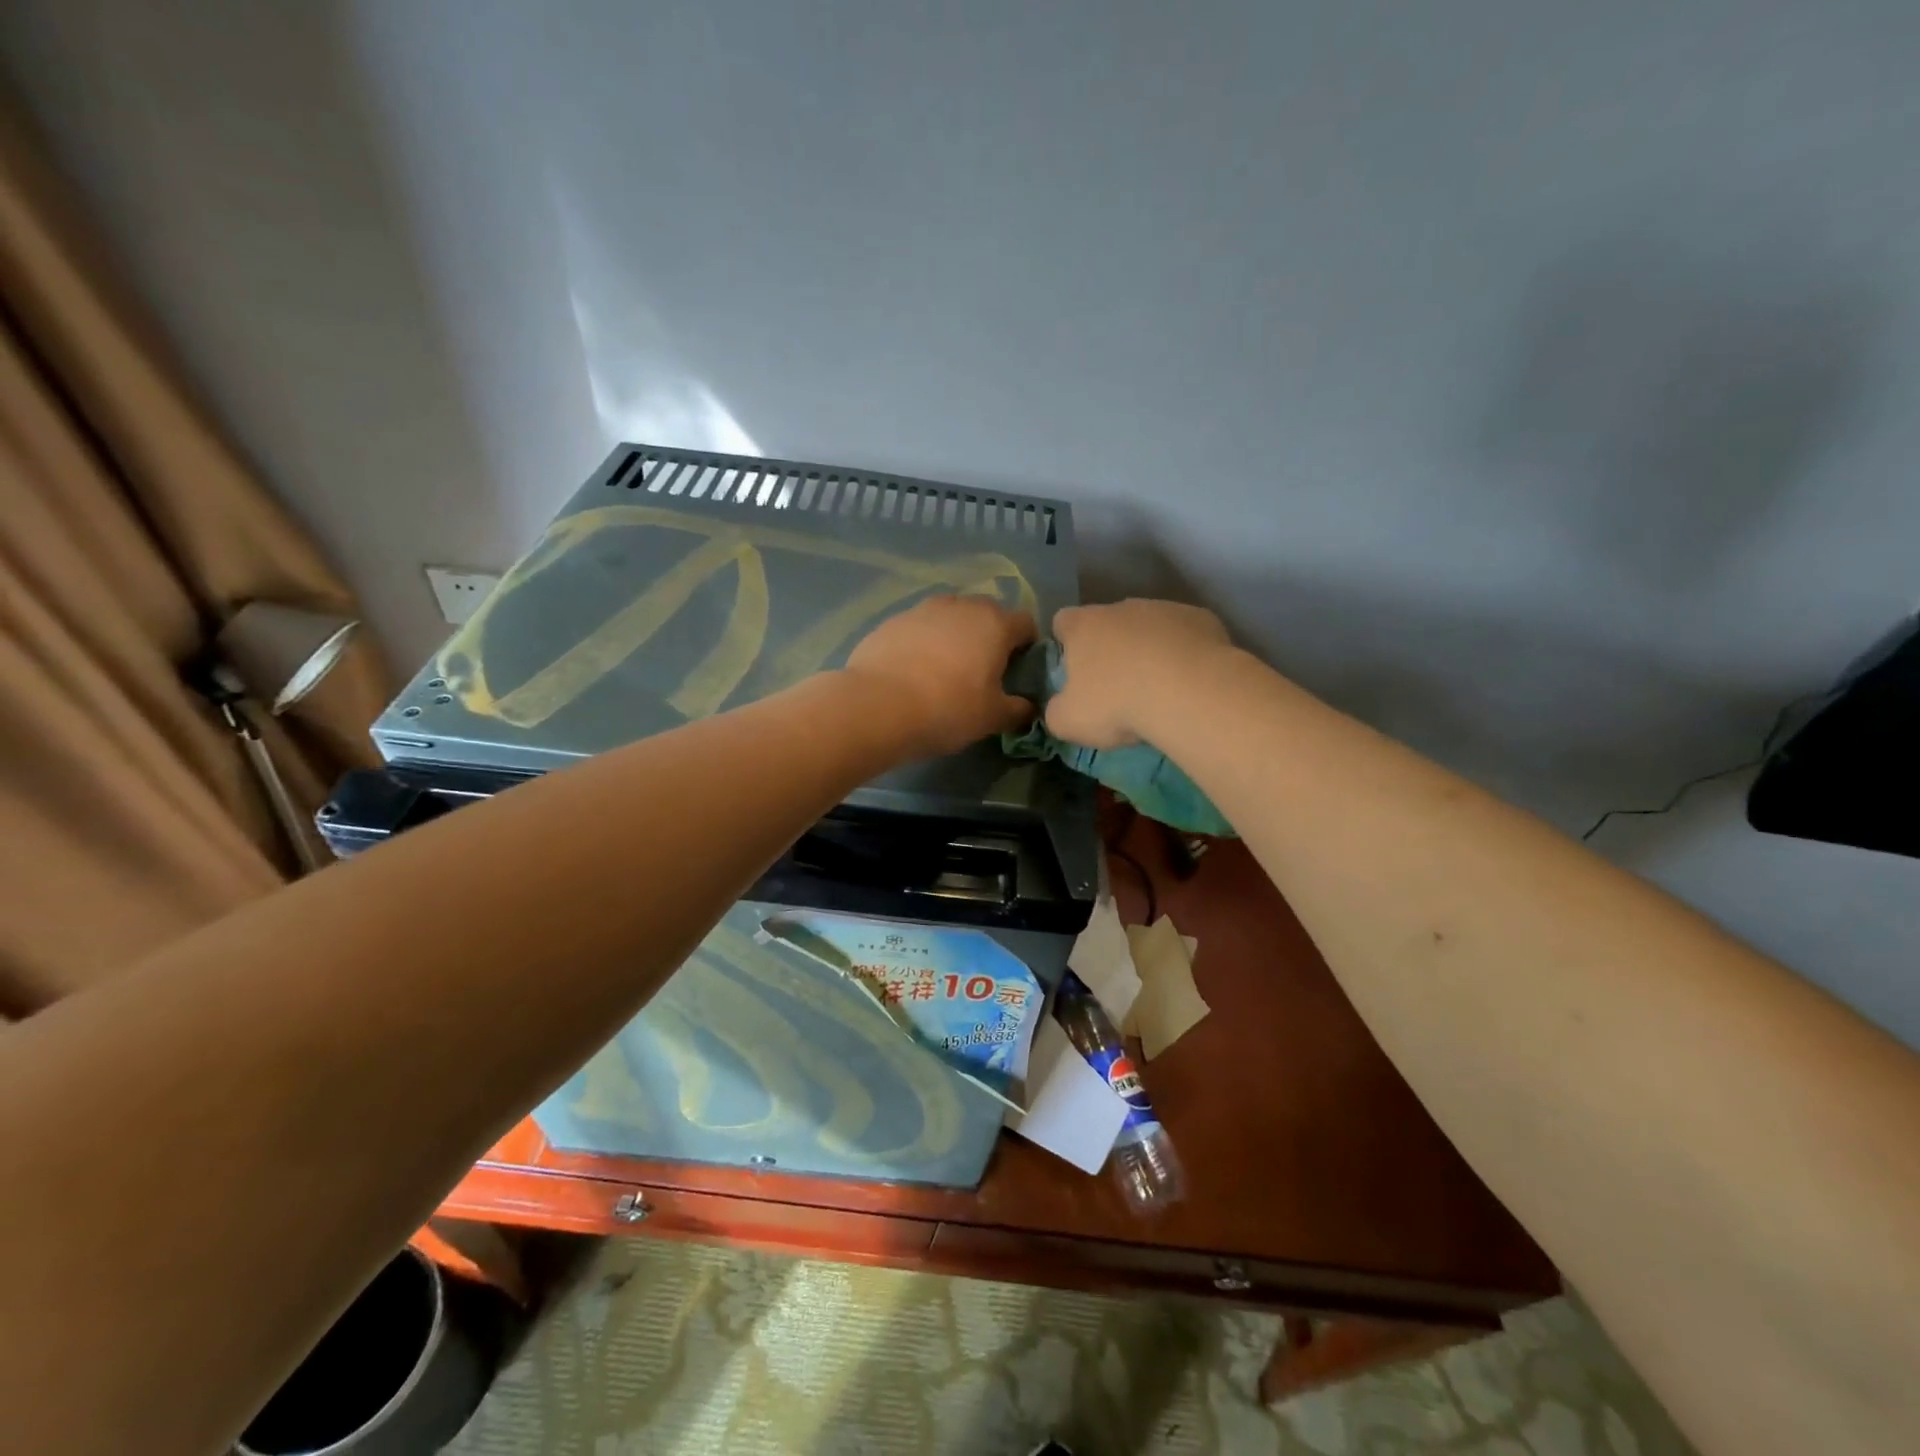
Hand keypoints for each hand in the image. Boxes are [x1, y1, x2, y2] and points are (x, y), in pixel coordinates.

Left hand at [844, 595, 1037, 756]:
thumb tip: (1028, 708)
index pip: (1026, 624)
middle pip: (987, 615)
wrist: (877, 706)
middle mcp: (961, 606)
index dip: (1027, 647)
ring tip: (945, 672)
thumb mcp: (992, 718)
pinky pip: (918, 629)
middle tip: (982, 673)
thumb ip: (1018, 710)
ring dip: (954, 638)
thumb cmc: (948, 709)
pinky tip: (913, 673)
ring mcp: (922, 609)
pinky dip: (923, 644)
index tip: (1018, 672)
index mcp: (995, 623)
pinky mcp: (891, 621)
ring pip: (950, 619)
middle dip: (990, 638)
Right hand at [1047, 599, 1231, 747]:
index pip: (1062, 622)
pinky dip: (1183, 653)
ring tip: (1159, 688)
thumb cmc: (1118, 704)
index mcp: (1083, 625)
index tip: (1074, 672)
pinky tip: (1189, 681)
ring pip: (1149, 627)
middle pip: (1108, 623)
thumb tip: (1060, 708)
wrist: (1190, 693)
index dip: (1065, 644)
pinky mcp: (1202, 618)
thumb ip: (1055, 711)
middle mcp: (1121, 608)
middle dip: (1110, 649)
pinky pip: (1185, 635)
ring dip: (1149, 650)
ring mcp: (1164, 608)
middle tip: (1118, 688)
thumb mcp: (1068, 722)